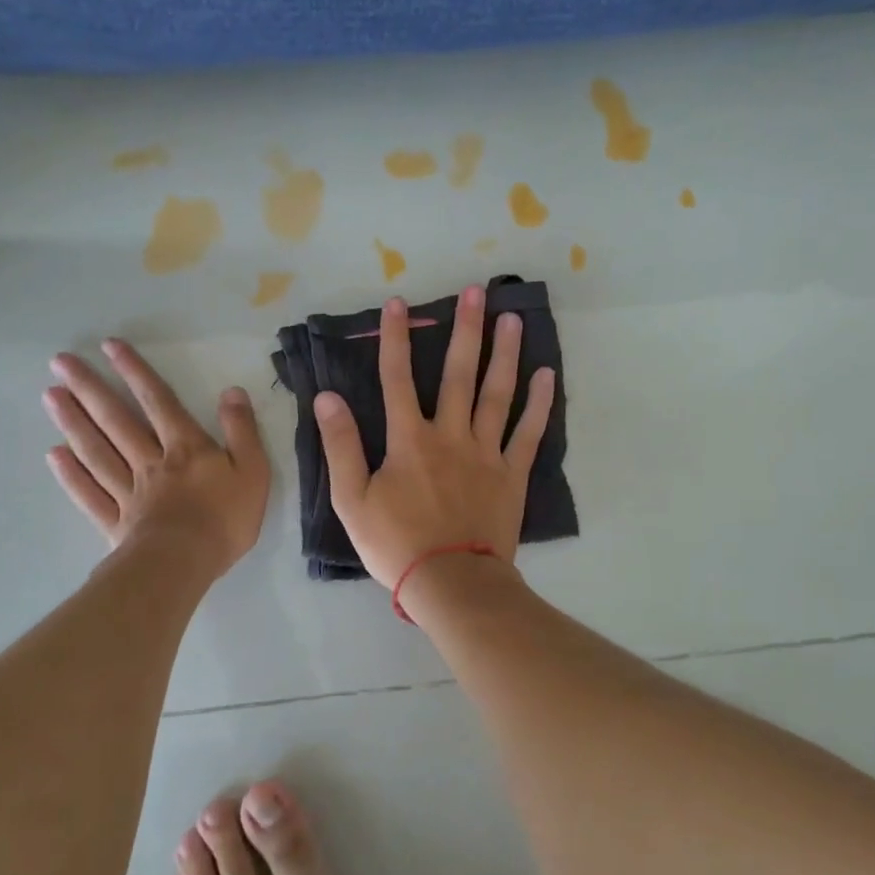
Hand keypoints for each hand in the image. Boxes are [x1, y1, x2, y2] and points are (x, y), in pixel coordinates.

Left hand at [44, 339, 269, 578]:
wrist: (185, 564)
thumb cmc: (225, 519)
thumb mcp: (253, 470)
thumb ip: (242, 430)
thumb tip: (232, 392)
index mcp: (185, 448)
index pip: (158, 401)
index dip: (136, 372)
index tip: (109, 346)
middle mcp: (150, 461)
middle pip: (116, 420)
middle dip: (90, 388)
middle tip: (60, 362)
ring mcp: (128, 492)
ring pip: (97, 451)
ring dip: (73, 422)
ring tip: (50, 396)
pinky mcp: (116, 523)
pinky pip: (90, 494)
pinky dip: (71, 475)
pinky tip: (54, 455)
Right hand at [313, 286, 554, 586]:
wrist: (451, 583)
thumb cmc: (396, 545)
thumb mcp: (351, 501)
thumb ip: (340, 446)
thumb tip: (327, 398)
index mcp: (408, 440)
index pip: (396, 378)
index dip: (396, 338)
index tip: (399, 303)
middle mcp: (450, 435)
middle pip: (457, 373)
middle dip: (465, 330)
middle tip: (477, 291)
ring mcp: (486, 452)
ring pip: (497, 394)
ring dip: (504, 354)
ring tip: (512, 318)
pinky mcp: (512, 474)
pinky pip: (529, 432)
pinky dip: (539, 403)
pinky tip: (548, 374)